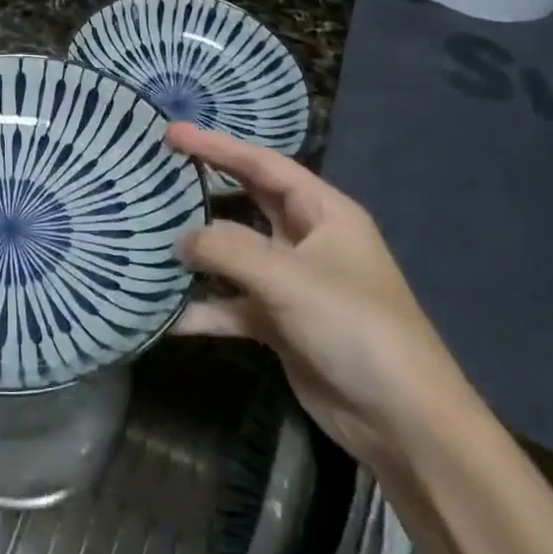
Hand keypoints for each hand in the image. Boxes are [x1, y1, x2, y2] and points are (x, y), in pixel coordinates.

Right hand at [169, 123, 476, 466]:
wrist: (402, 420)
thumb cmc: (353, 326)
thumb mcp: (288, 278)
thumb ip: (227, 249)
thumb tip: (178, 239)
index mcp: (324, 213)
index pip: (263, 164)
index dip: (218, 144)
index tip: (172, 133)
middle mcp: (307, 240)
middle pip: (248, 201)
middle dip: (206, 186)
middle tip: (157, 172)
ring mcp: (293, 283)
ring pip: (235, 254)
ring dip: (199, 250)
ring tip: (150, 236)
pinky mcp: (281, 323)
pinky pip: (233, 305)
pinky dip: (205, 308)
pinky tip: (167, 315)